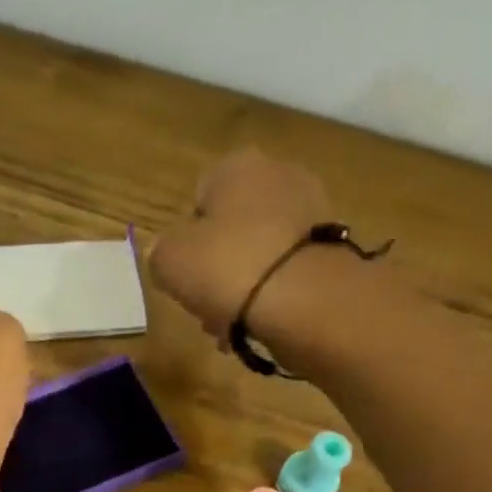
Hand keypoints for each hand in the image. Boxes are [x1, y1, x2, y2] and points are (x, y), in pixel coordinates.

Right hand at [148, 149, 334, 343]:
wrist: (305, 300)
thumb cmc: (228, 269)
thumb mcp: (169, 262)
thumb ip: (160, 254)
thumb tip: (167, 256)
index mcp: (235, 166)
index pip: (197, 199)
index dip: (186, 242)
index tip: (184, 276)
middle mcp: (277, 174)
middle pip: (231, 229)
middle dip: (217, 268)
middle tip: (206, 306)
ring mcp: (311, 209)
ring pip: (258, 253)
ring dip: (243, 286)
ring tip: (233, 325)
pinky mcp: (330, 247)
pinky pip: (286, 272)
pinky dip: (272, 295)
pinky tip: (262, 323)